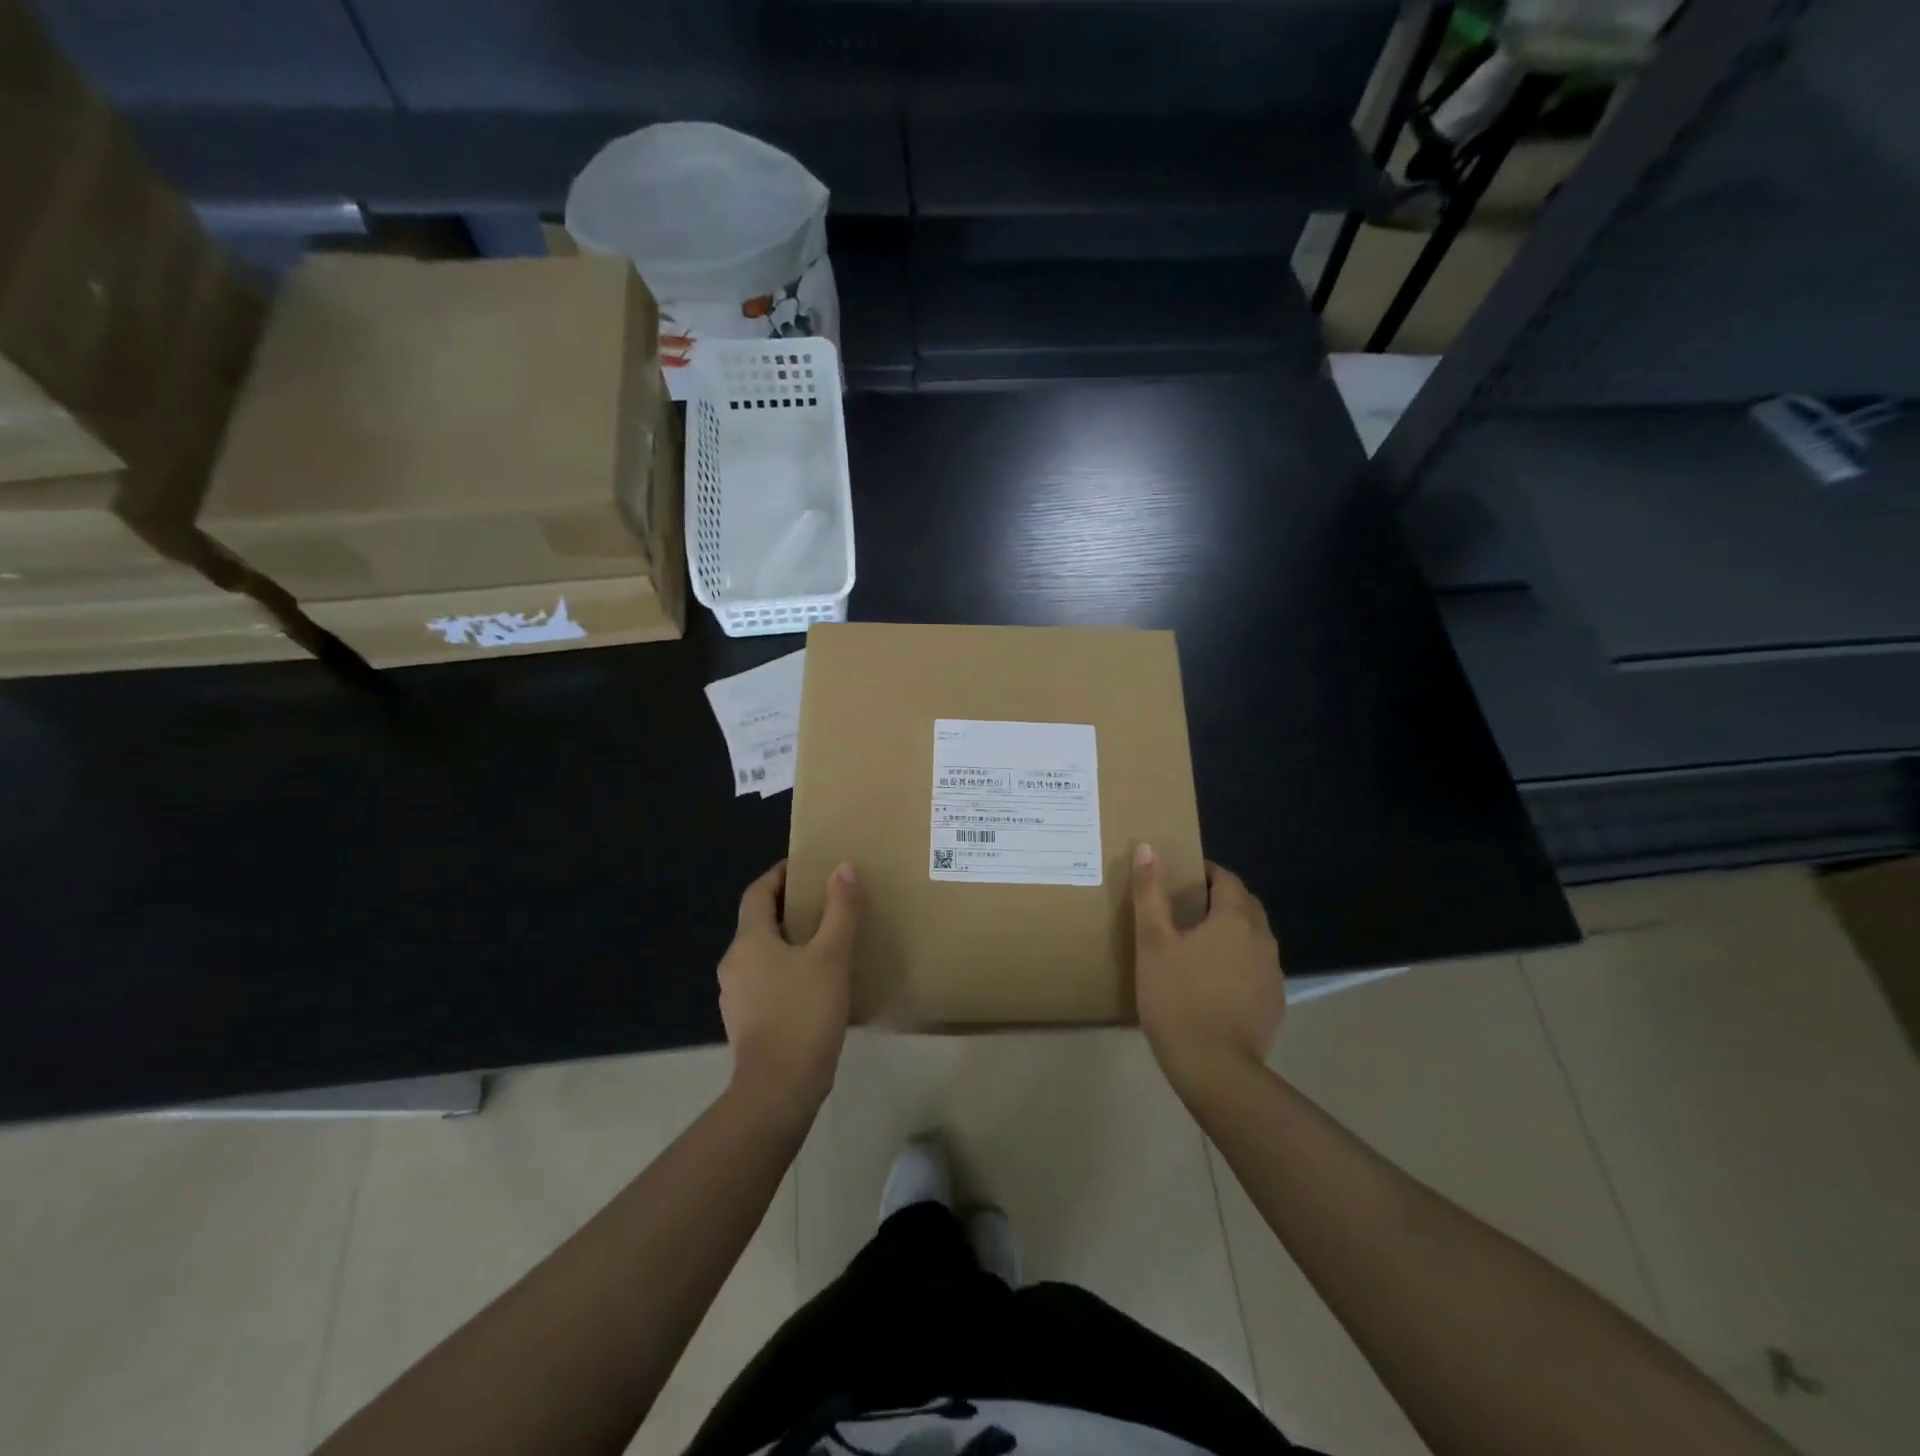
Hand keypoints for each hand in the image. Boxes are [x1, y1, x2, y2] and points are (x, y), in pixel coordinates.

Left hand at [718, 860, 859, 1113]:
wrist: (778, 1090)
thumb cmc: (803, 1014)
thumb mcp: (831, 957)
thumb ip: (839, 911)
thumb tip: (843, 868)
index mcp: (749, 941)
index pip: (758, 892)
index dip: (780, 875)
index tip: (807, 867)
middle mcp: (734, 963)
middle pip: (760, 922)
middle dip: (790, 908)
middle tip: (826, 902)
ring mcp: (736, 996)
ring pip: (763, 954)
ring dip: (790, 941)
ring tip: (826, 940)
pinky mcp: (747, 1023)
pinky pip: (767, 981)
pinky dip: (788, 970)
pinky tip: (816, 982)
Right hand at [1131, 845, 1284, 1096]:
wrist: (1215, 1069)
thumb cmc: (1177, 998)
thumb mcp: (1152, 942)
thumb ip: (1150, 892)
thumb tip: (1147, 847)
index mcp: (1235, 918)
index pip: (1227, 878)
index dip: (1205, 872)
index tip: (1180, 878)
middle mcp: (1262, 939)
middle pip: (1245, 905)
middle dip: (1220, 898)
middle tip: (1185, 908)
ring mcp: (1272, 973)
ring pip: (1253, 936)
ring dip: (1231, 930)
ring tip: (1197, 943)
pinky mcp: (1274, 1002)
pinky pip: (1256, 966)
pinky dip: (1238, 960)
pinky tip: (1213, 980)